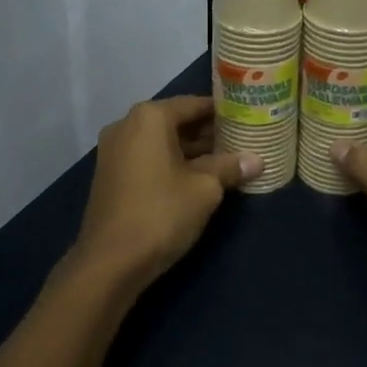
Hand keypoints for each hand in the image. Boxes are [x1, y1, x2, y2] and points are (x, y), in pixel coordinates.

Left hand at [62, 97, 259, 298]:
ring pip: (161, 141)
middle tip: (240, 142)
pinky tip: (196, 180)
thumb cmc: (161, 213)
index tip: (246, 119)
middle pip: (175, 121)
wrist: (109, 262)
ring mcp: (114, 150)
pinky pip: (147, 158)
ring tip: (225, 162)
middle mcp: (126, 125)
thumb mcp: (205, 189)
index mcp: (149, 117)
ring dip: (190, 151)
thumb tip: (257, 160)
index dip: (222, 112)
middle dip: (207, 133)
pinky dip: (170, 163)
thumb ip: (230, 167)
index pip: (193, 104)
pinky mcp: (110, 174)